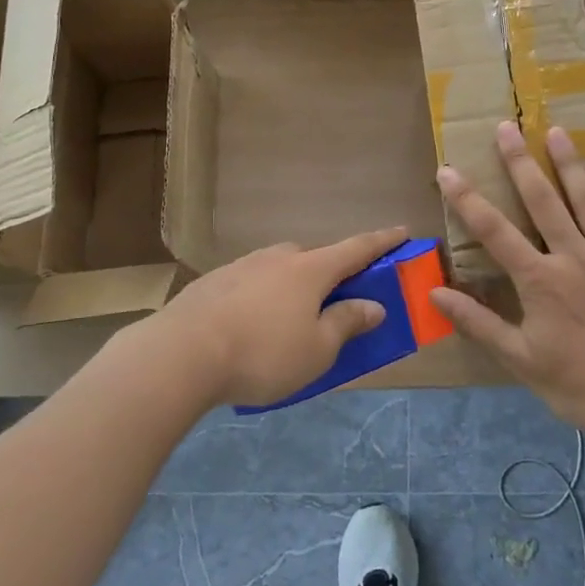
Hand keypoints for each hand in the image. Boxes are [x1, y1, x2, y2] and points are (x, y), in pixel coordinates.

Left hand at [165, 228, 407, 406]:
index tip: (403, 231)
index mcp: (311, 270)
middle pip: (314, 259)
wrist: (180, 354)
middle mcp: (279, 257)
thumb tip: (374, 305)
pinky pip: (250, 284)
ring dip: (291, 288)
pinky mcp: (213, 282)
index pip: (357, 248)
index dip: (383, 242)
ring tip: (285, 322)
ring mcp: (242, 266)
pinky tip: (247, 327)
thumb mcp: (317, 350)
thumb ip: (347, 323)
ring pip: (279, 270)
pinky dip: (260, 299)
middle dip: (329, 274)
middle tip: (333, 301)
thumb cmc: (262, 353)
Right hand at [431, 123, 584, 436]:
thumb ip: (478, 322)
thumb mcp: (520, 359)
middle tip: (507, 127)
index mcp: (541, 281)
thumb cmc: (577, 383)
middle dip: (521, 162)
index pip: (495, 231)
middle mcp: (574, 258)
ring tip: (556, 130)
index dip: (468, 199)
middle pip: (543, 201)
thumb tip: (435, 292)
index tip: (449, 170)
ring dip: (570, 163)